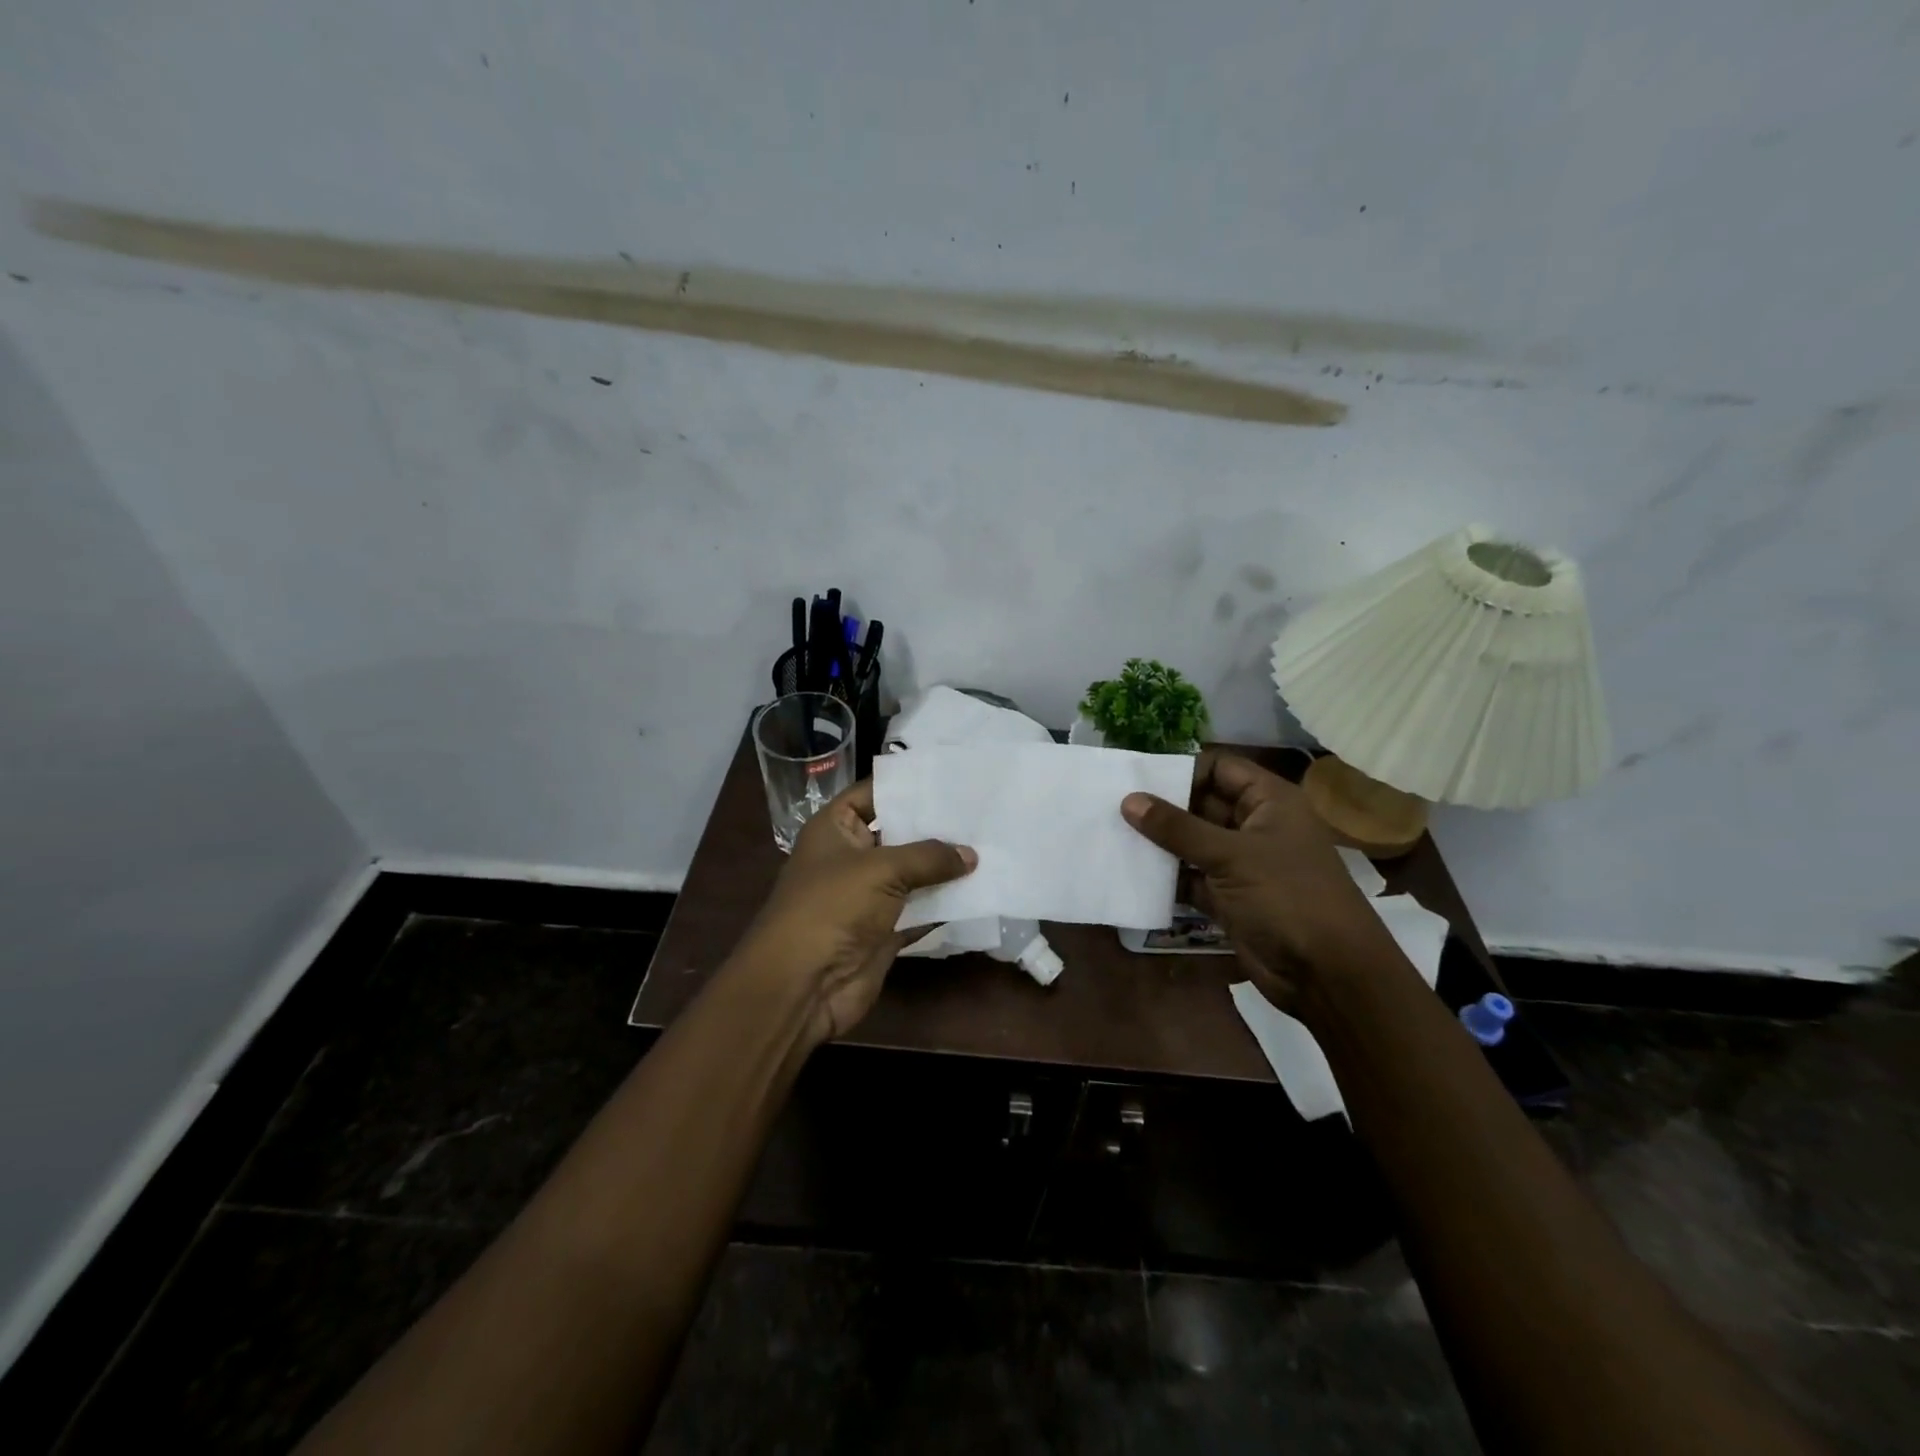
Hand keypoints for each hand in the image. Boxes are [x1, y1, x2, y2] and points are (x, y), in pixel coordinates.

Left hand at [736, 779, 975, 1045]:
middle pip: (899, 832)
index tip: (951, 776)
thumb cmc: (832, 907)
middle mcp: (852, 856)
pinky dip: (946, 903)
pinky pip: (921, 909)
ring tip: (991, 843)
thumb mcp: (881, 869)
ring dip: (946, 866)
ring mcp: (869, 895)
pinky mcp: (885, 929)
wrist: (803, 985)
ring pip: (914, 873)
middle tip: (983, 809)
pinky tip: (982, 888)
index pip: (873, 793)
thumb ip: (929, 857)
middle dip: (936, 825)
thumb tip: (971, 855)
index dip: (907, 784)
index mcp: (835, 828)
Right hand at [1122, 751, 1383, 1011]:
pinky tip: (1130, 872)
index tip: (1137, 778)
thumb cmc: (1287, 897)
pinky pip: (1191, 877)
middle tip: (1112, 806)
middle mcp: (1255, 826)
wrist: (1327, 974)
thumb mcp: (1231, 856)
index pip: (1220, 768)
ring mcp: (1242, 864)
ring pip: (1193, 843)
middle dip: (1163, 807)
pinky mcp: (1229, 898)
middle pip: (1202, 804)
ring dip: (1160, 843)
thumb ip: (1177, 828)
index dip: (1182, 770)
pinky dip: (1166, 876)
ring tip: (1112, 835)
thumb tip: (1129, 801)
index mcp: (1269, 802)